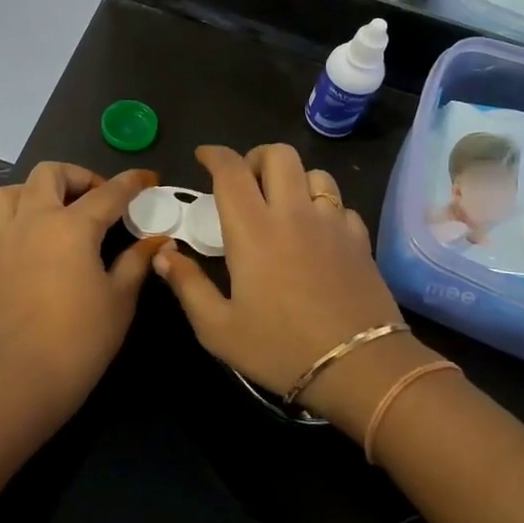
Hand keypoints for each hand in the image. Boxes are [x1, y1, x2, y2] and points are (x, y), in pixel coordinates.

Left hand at [0, 164, 166, 419]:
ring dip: (35, 192)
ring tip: (54, 212)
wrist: (19, 380)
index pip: (108, 192)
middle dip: (77, 176)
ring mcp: (0, 240)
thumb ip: (136, 261)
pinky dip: (13, 224)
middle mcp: (32, 221)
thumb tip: (154, 239)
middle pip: (49, 174)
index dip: (132, 182)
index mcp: (71, 226)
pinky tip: (27, 246)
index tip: (147, 178)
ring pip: (10, 192)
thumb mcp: (119, 300)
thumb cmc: (80, 340)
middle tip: (96, 198)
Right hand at [152, 145, 404, 399]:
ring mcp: (332, 223)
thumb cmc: (280, 349)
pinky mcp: (360, 240)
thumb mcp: (218, 329)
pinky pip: (340, 205)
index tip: (203, 157)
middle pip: (279, 155)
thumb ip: (187, 285)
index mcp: (253, 230)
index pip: (231, 170)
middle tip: (244, 182)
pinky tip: (316, 232)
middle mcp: (293, 214)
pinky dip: (323, 207)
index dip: (214, 155)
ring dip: (293, 178)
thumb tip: (163, 253)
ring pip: (315, 173)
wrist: (360, 368)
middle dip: (256, 157)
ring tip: (282, 203)